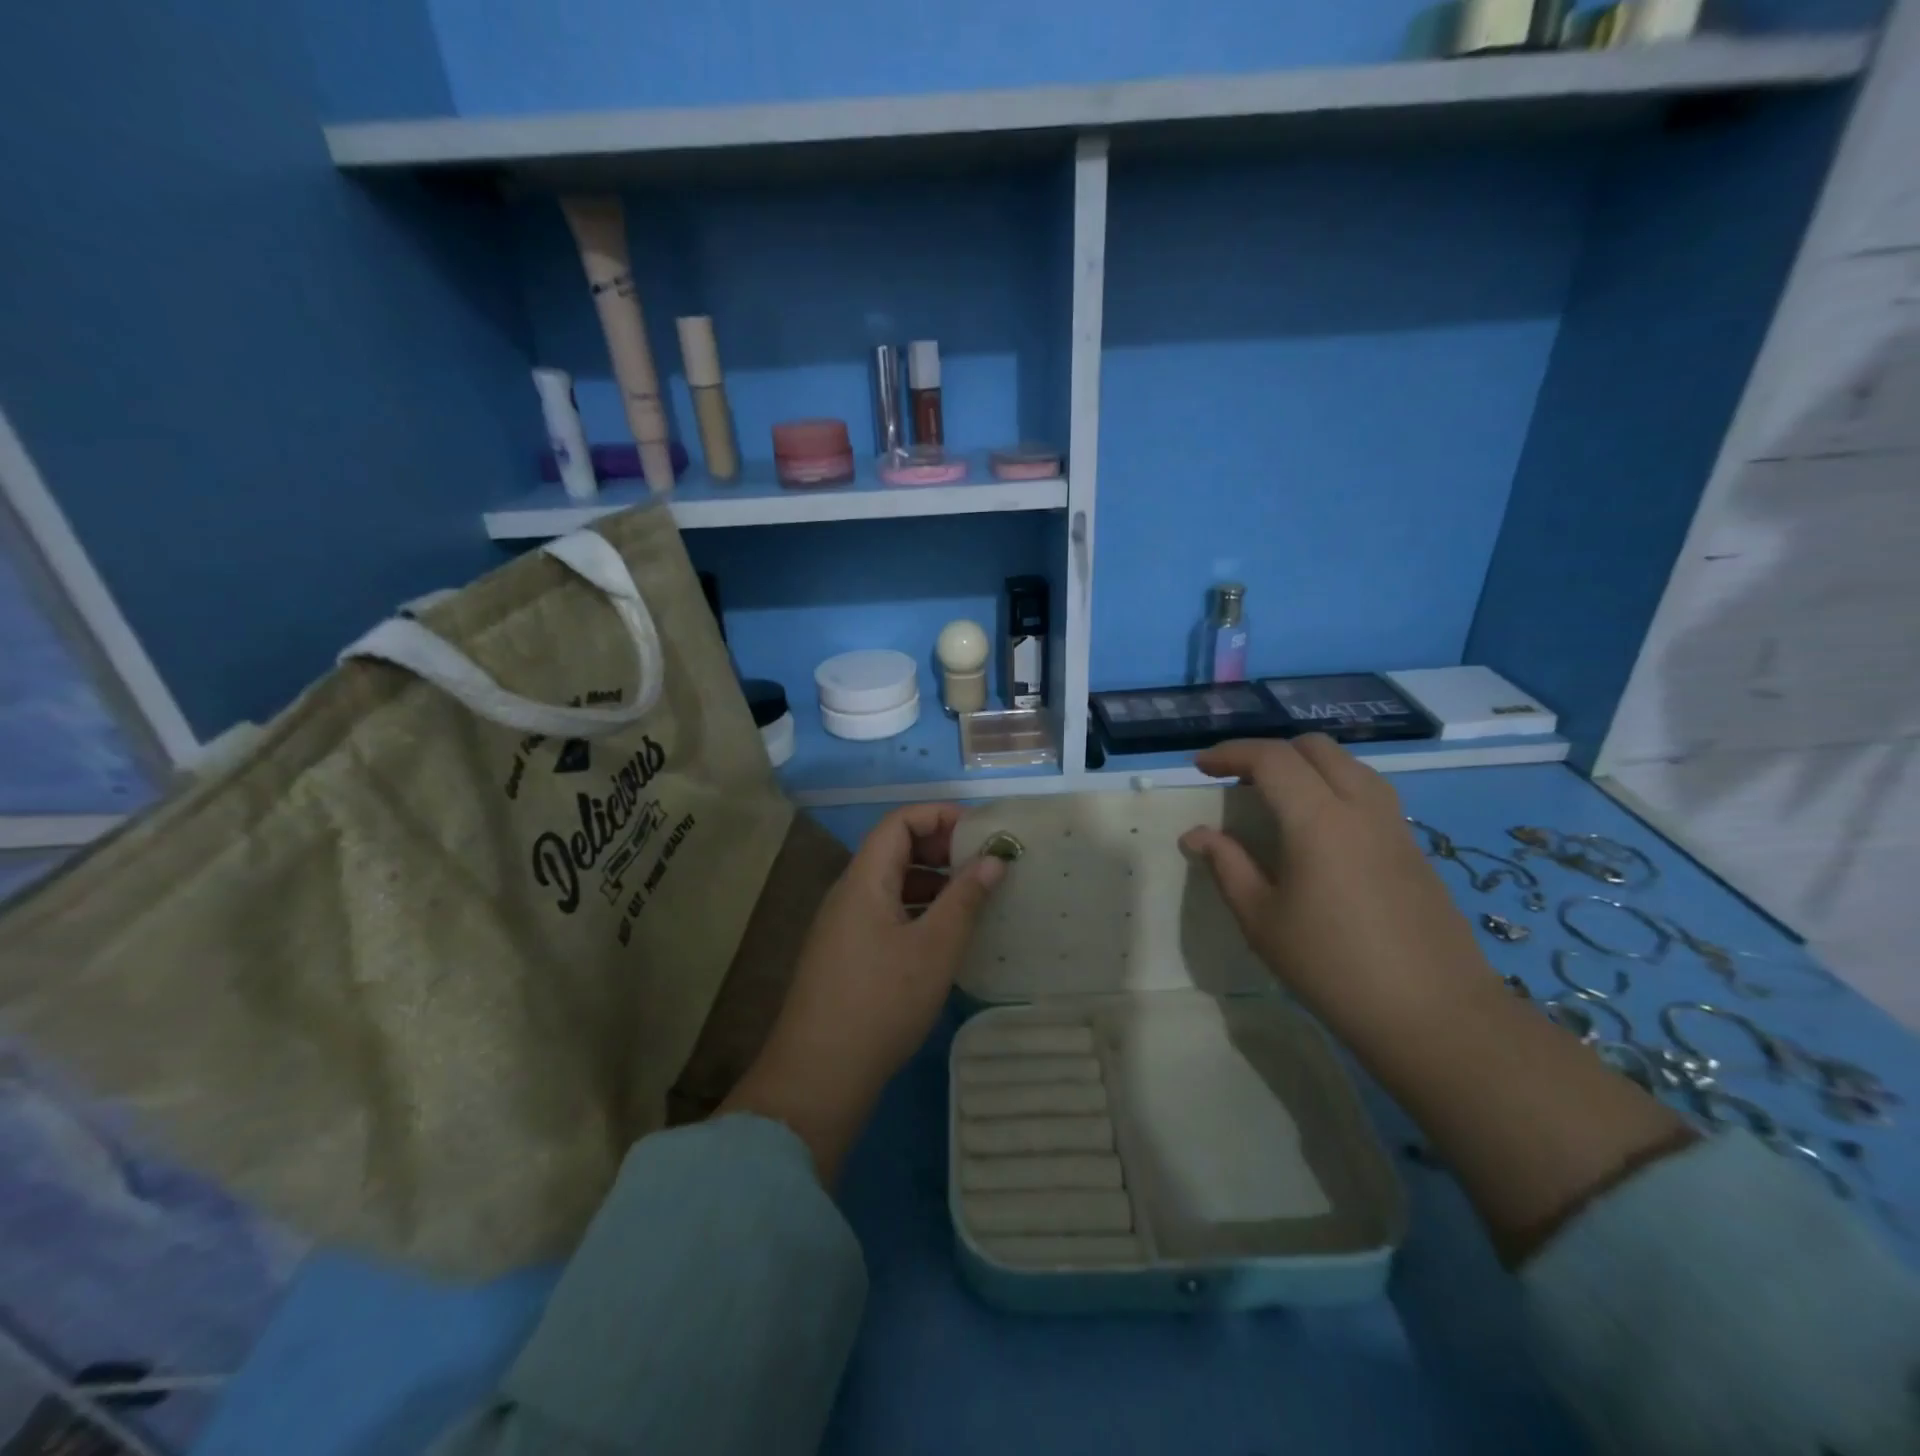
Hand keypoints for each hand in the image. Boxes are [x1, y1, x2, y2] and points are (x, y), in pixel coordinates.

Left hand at [721, 804, 1004, 1182]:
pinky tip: (941, 937)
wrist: (819, 1074)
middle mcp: (848, 893)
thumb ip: (965, 898)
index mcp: (864, 879)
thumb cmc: (882, 1001)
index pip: (898, 822)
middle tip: (982, 865)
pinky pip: (884, 913)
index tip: (980, 832)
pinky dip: (916, 910)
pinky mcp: (844, 955)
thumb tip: (994, 859)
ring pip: (890, 884)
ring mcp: (842, 925)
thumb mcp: (935, 948)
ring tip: (970, 900)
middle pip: (892, 849)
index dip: (939, 816)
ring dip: (930, 882)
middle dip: (939, 848)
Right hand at [1182, 737, 1690, 1262]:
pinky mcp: (1418, 856)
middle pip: (1318, 750)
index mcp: (1322, 821)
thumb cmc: (1340, 975)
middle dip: (1271, 750)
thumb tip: (1199, 837)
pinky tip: (1316, 830)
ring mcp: (1400, 832)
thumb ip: (1228, 869)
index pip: (1272, 760)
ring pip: (1353, 768)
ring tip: (1272, 796)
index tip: (1199, 764)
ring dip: (1308, 766)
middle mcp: (1366, 811)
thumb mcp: (1264, 921)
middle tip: (1234, 775)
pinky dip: (1335, 790)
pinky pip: (1371, 796)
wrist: (1445, 1030)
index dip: (1231, 753)